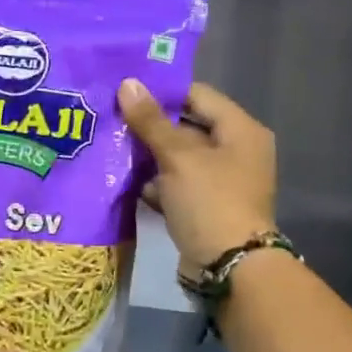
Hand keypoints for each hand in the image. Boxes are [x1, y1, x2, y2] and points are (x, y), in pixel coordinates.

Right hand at [118, 79, 277, 272]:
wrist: (229, 268)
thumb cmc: (209, 202)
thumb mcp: (178, 157)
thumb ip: (151, 121)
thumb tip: (127, 83)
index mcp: (240, 130)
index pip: (197, 95)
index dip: (162, 91)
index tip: (125, 90)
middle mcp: (236, 151)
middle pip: (187, 127)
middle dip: (151, 125)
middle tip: (111, 116)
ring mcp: (222, 182)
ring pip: (179, 158)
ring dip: (149, 155)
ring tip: (111, 145)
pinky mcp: (206, 207)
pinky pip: (177, 185)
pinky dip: (156, 183)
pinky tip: (125, 180)